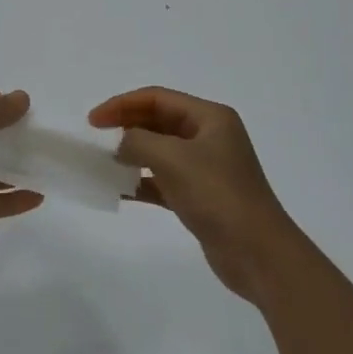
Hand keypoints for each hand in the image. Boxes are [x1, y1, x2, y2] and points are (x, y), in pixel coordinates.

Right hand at [89, 87, 304, 303]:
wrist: (258, 254)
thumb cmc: (218, 195)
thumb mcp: (173, 159)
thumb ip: (139, 142)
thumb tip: (121, 144)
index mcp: (210, 118)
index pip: (158, 98)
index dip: (123, 104)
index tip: (94, 120)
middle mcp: (209, 137)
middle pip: (159, 121)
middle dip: (127, 126)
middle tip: (96, 138)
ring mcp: (206, 168)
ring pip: (160, 151)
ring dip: (132, 154)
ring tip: (104, 163)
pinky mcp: (201, 197)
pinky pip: (164, 180)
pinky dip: (142, 182)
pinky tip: (120, 190)